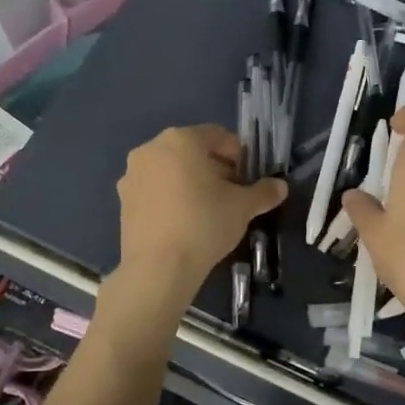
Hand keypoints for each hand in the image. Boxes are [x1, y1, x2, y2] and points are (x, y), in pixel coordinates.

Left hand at [117, 125, 285, 299]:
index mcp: (181, 140)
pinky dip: (171, 197)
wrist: (159, 268)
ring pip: (171, 170)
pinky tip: (184, 222)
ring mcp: (133, 175)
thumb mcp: (243, 207)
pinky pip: (155, 190)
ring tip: (207, 210)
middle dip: (214, 168)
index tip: (248, 179)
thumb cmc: (205, 224)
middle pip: (192, 150)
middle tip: (231, 194)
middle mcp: (152, 149)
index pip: (218, 136)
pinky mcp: (123, 200)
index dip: (239, 156)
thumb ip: (264, 192)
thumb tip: (281, 187)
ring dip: (191, 182)